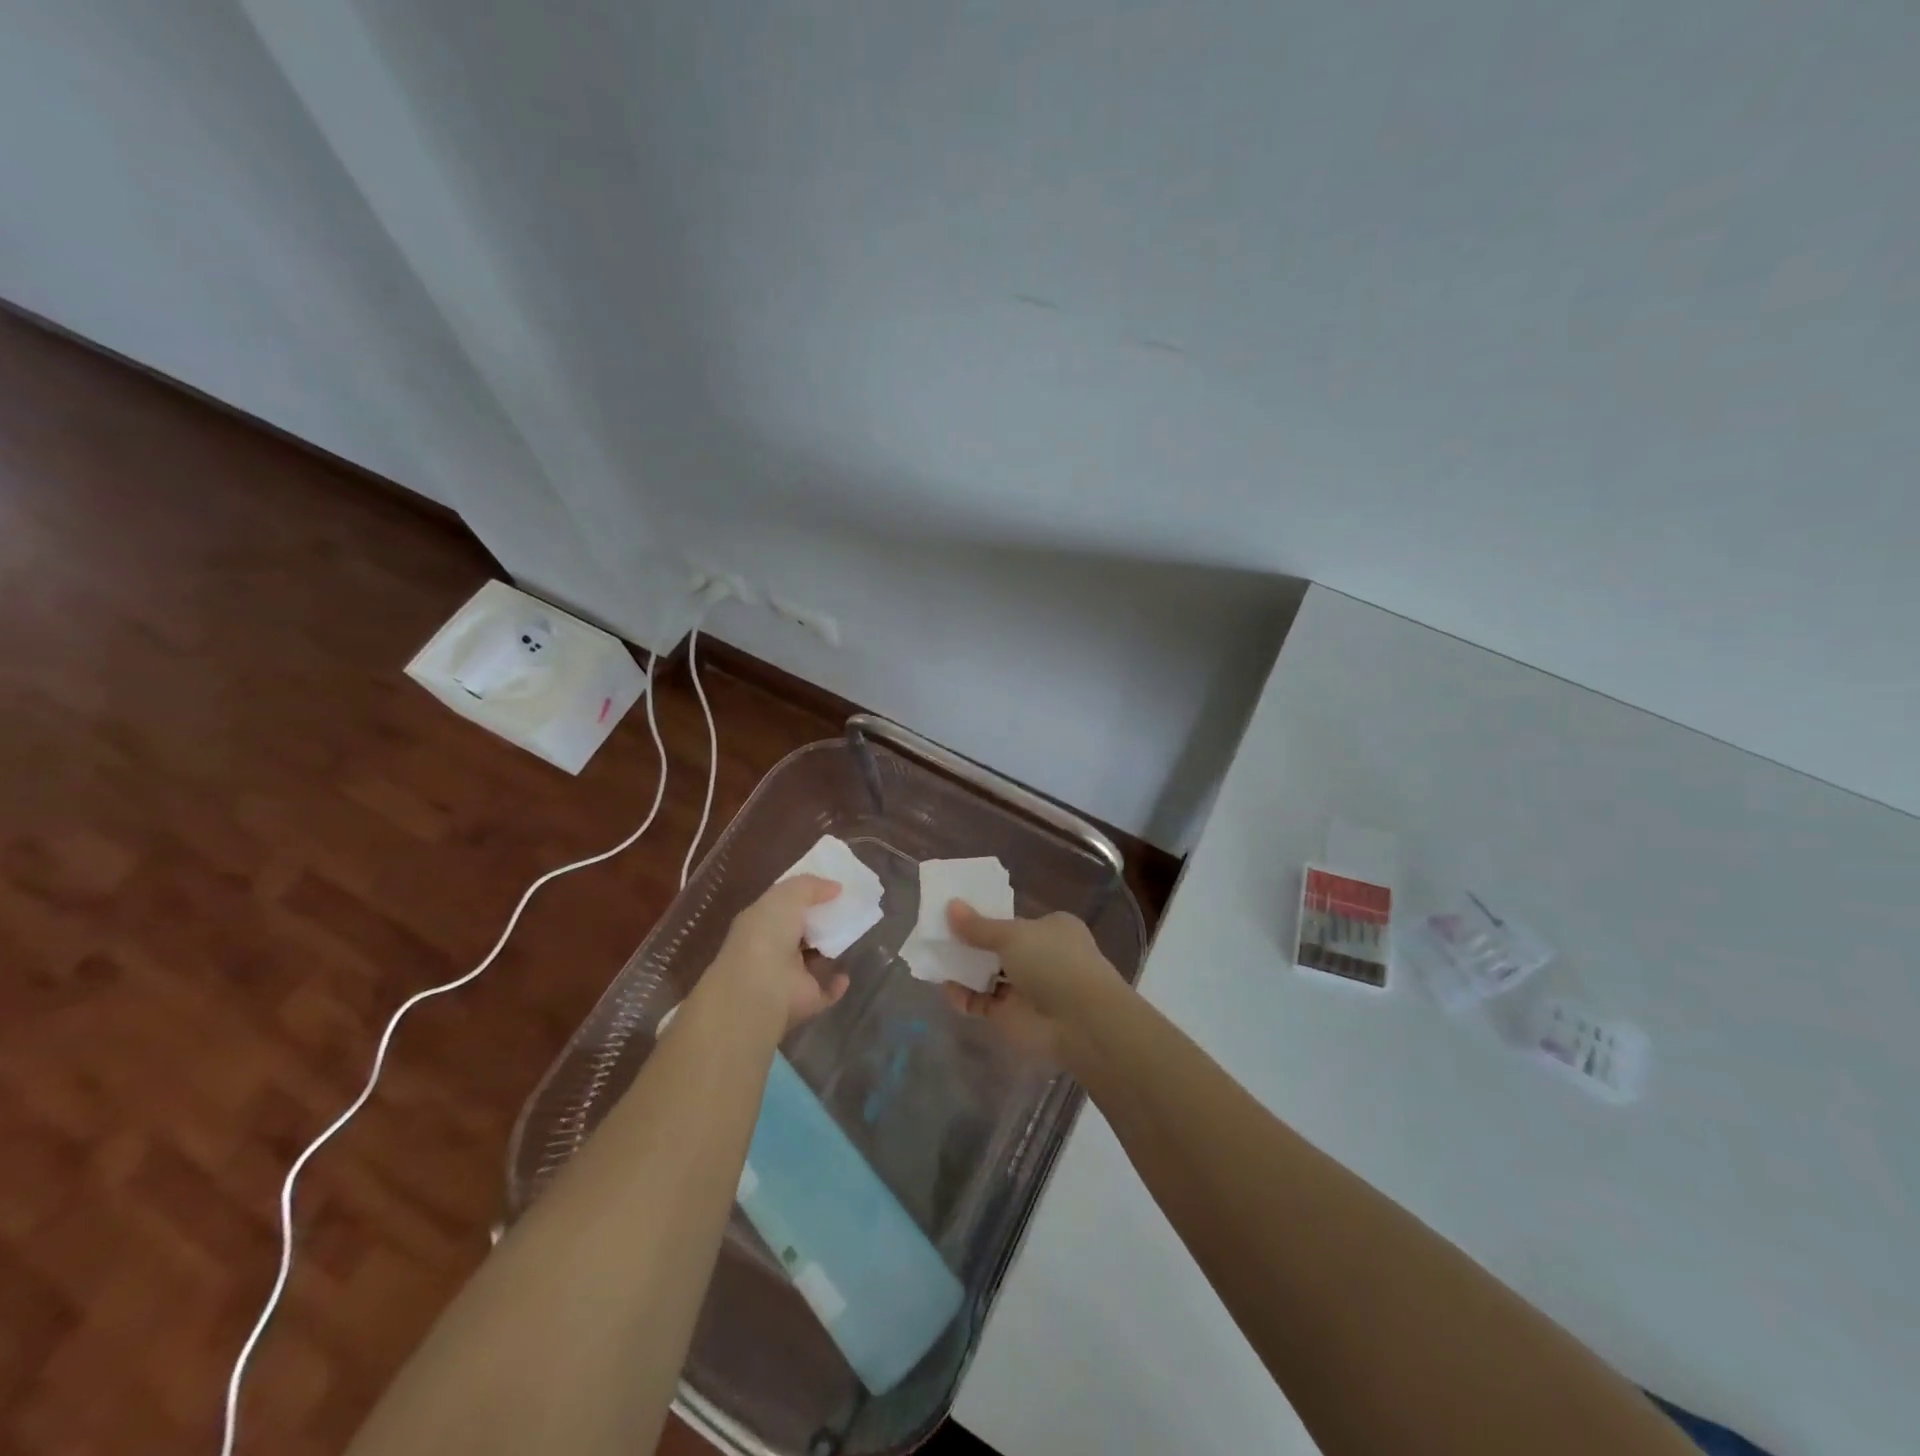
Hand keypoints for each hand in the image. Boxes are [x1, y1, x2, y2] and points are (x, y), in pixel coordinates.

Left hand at [705, 876, 849, 1035]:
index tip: (831, 888)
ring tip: (851, 935)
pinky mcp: (804, 1000)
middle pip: (800, 933)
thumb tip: (836, 887)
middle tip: (847, 909)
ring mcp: (787, 977)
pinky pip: (824, 991)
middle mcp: (772, 950)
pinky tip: (846, 973)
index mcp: (761, 923)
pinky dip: (836, 984)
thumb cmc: (767, 934)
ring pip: (811, 961)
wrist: (761, 988)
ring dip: (828, 950)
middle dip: (819, 923)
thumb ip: (810, 886)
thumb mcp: (786, 895)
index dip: (805, 897)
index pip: (783, 907)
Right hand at [941, 902, 1123, 1068]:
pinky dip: (965, 997)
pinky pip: (983, 1003)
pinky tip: (947, 989)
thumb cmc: (1053, 961)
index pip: (1015, 920)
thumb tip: (950, 906)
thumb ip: (979, 926)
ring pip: (989, 975)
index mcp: (1052, 929)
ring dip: (965, 970)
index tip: (957, 913)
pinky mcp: (1013, 1016)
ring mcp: (1028, 988)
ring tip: (934, 959)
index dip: (988, 917)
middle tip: (938, 936)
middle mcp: (1042, 956)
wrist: (1080, 1022)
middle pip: (998, 947)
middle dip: (971, 944)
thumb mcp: (1013, 935)